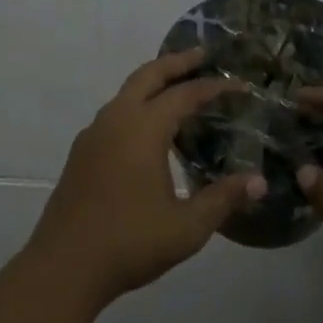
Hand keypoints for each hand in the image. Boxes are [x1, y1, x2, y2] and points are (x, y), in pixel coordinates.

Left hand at [25, 48, 266, 309]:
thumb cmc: (129, 242)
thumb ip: (222, 200)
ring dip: (153, 82)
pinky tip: (147, 128)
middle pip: (149, 75)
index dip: (213, 87)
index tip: (238, 84)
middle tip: (202, 56)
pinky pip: (115, 112)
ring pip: (127, 91)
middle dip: (177, 62)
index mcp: (143, 128)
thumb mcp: (186, 227)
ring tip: (176, 88)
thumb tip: (259, 181)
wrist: (63, 266)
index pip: (185, 94)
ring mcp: (94, 133)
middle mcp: (117, 119)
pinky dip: (136, 104)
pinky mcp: (82, 151)